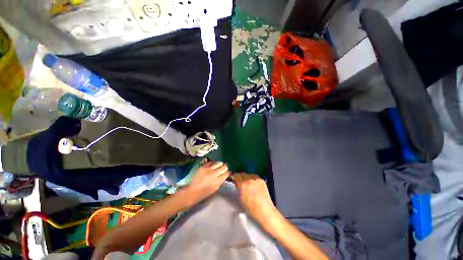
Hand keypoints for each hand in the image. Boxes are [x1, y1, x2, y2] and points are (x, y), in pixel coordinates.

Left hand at [182, 162, 229, 205]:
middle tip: (223, 169)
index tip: (228, 172)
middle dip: (225, 168)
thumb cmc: (204, 192)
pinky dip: (212, 164)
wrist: (192, 191)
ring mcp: (209, 169)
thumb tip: (224, 175)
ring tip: (218, 166)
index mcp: (218, 180)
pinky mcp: (203, 166)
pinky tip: (211, 166)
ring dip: (219, 164)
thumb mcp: (215, 188)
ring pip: (218, 163)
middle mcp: (215, 173)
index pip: (227, 173)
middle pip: (224, 167)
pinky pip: (210, 162)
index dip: (228, 172)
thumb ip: (220, 181)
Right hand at [233, 173, 277, 224]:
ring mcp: (256, 178)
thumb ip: (238, 188)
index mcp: (242, 184)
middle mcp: (249, 179)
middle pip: (242, 174)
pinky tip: (252, 183)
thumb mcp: (240, 198)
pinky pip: (254, 176)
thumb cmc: (250, 208)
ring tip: (246, 182)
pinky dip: (252, 178)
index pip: (236, 175)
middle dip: (240, 177)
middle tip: (239, 181)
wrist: (264, 210)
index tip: (234, 179)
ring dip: (246, 177)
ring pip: (248, 174)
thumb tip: (236, 182)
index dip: (234, 177)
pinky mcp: (261, 179)